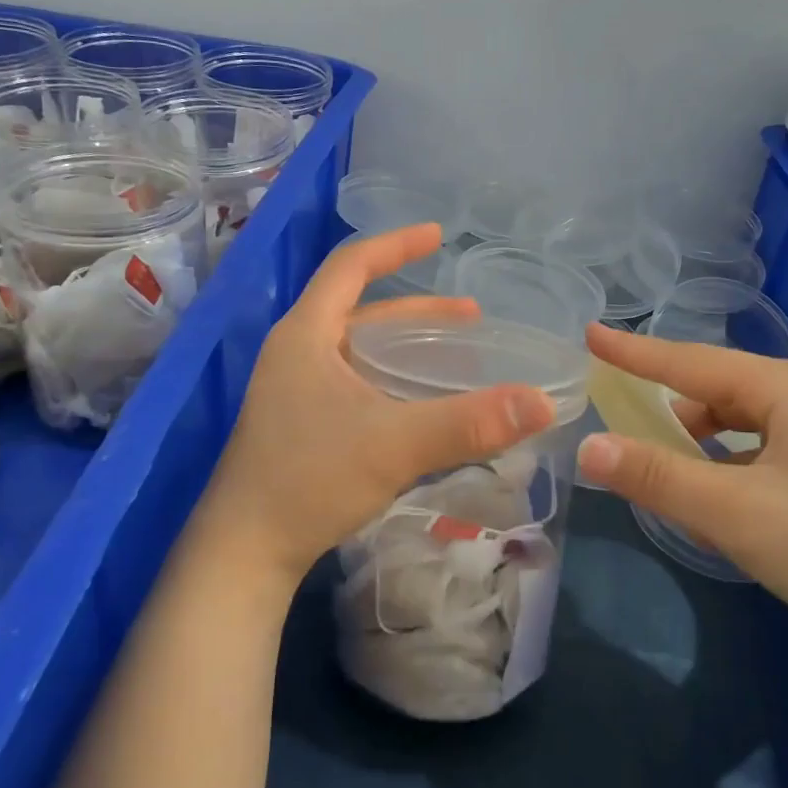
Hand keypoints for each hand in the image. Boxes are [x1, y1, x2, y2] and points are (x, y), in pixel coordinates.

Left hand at [194, 224, 557, 587]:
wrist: (244, 552)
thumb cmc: (309, 480)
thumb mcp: (394, 445)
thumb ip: (468, 423)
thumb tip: (543, 403)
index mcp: (306, 334)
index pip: (350, 266)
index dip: (395, 246)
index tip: (437, 236)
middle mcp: (296, 352)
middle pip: (360, 309)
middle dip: (417, 310)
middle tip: (471, 317)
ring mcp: (294, 389)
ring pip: (358, 349)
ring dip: (406, 346)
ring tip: (455, 353)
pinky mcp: (299, 422)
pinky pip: (354, 380)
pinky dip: (391, 378)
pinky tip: (420, 402)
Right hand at [574, 324, 787, 648]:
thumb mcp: (739, 513)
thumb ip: (659, 478)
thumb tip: (589, 447)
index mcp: (784, 389)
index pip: (689, 361)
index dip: (634, 352)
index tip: (591, 335)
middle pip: (718, 391)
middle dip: (671, 408)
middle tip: (630, 432)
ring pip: (746, 425)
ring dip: (705, 444)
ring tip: (676, 477)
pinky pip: (770, 451)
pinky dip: (736, 466)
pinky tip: (733, 502)